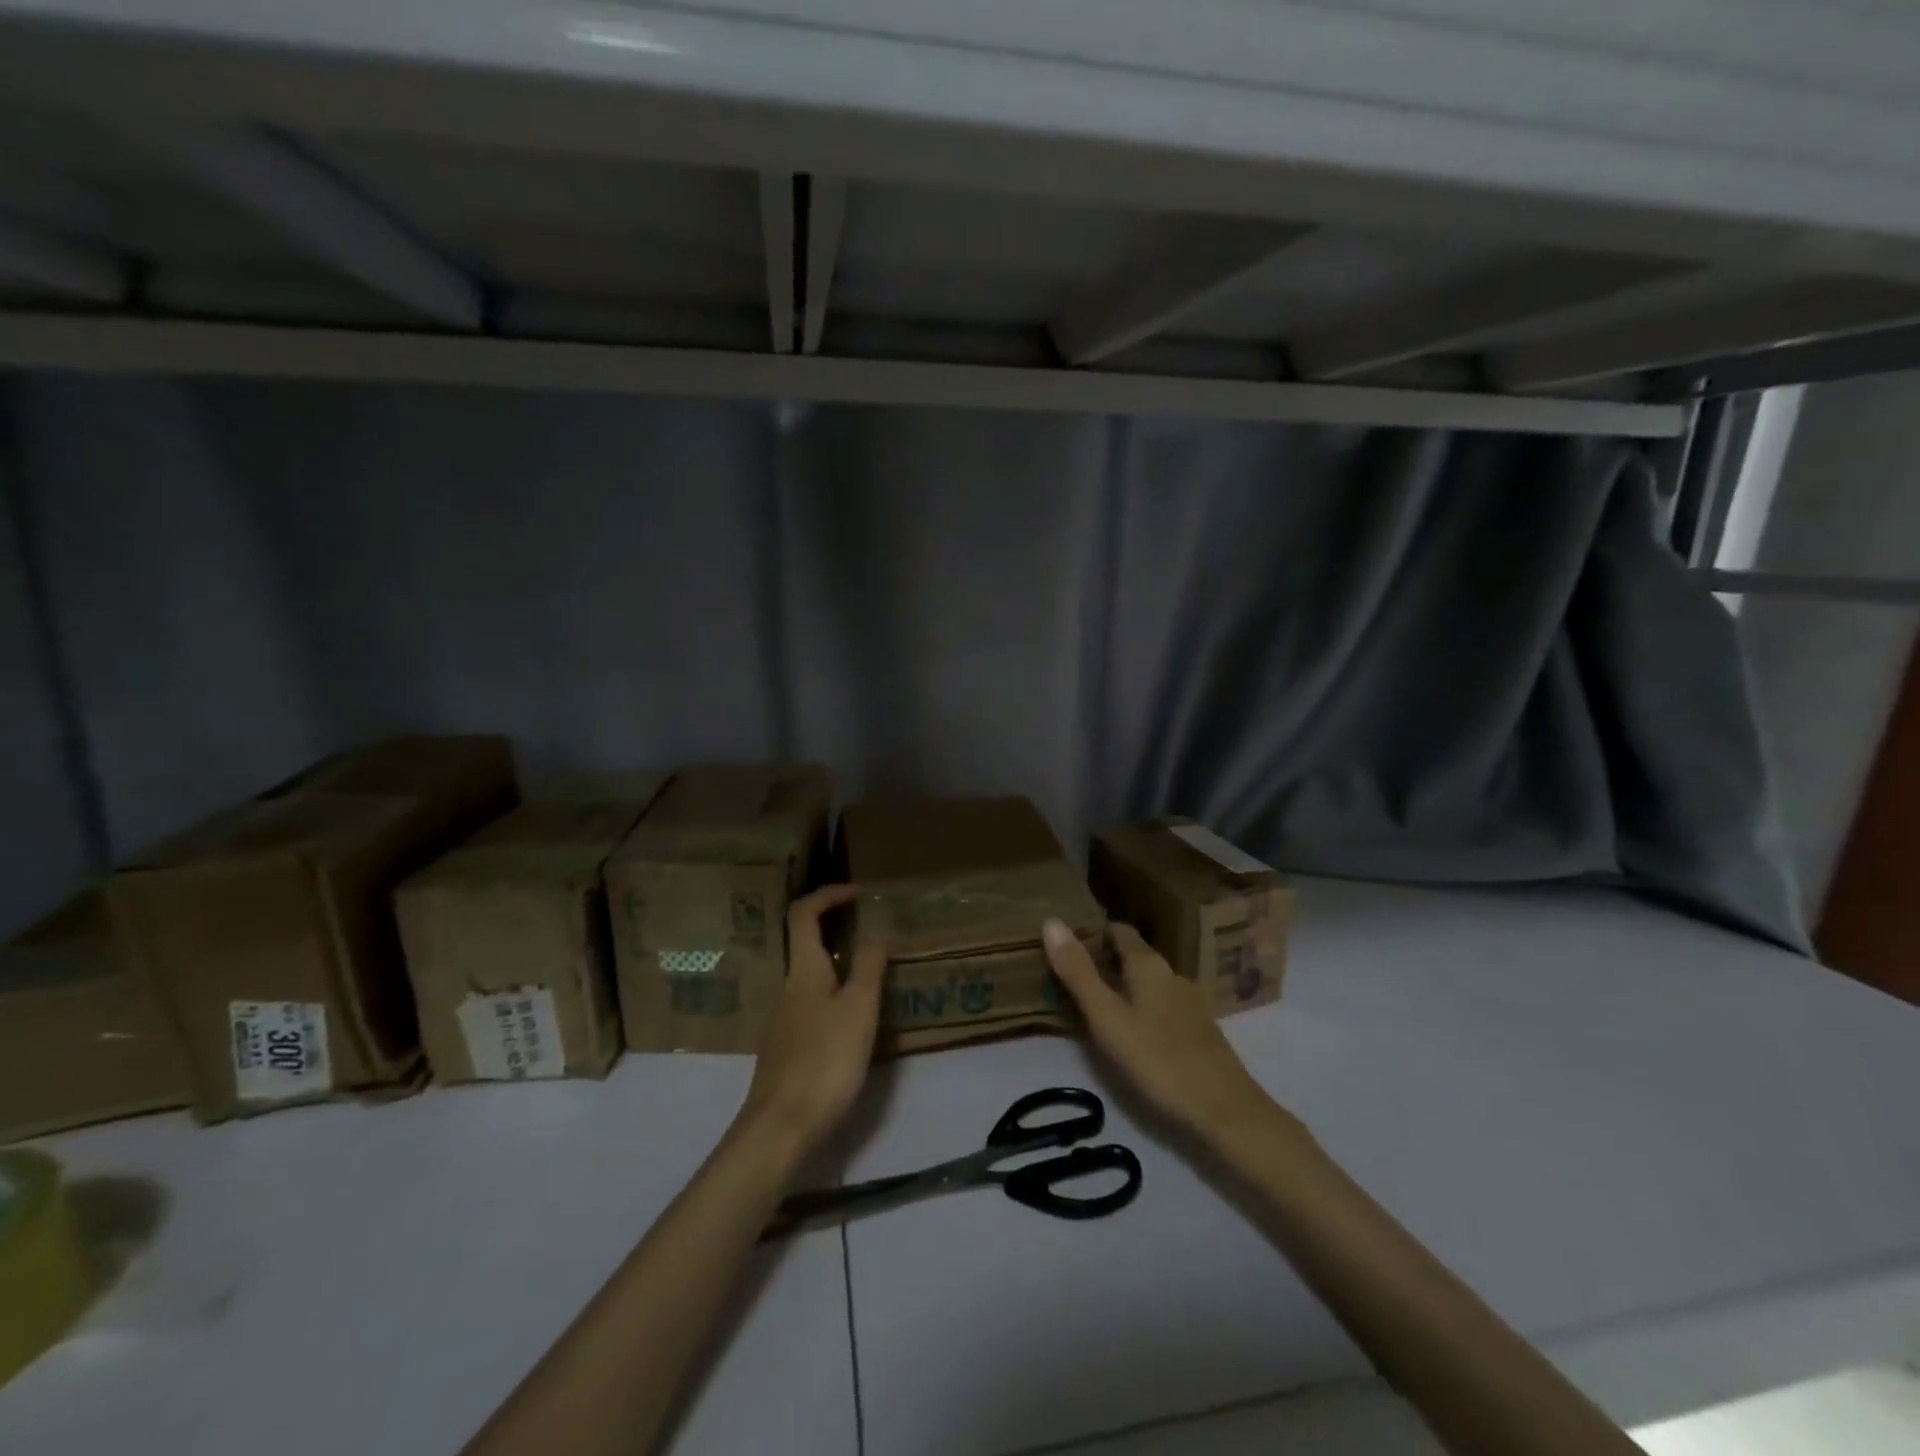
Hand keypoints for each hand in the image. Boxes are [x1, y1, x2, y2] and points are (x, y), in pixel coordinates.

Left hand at [740, 884, 886, 1153]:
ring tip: (873, 974)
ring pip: (811, 977)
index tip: (859, 893)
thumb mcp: (858, 1009)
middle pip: (805, 944)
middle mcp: (789, 989)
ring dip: (839, 964)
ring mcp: (784, 1021)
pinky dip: (835, 995)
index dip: (829, 894)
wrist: (780, 1130)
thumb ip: (868, 967)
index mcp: (804, 972)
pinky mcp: (787, 1050)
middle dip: (836, 928)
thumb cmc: (824, 1061)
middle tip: (872, 930)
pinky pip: (812, 1005)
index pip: (804, 914)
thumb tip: (876, 930)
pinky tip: (855, 1019)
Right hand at [1042, 919, 1279, 1145]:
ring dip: (1120, 985)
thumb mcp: (1107, 1017)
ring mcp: (1188, 1002)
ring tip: (1091, 1003)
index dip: (1091, 931)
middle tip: (1068, 974)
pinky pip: (1159, 1004)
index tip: (1063, 943)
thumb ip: (1078, 972)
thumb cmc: (1158, 1060)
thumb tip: (1051, 920)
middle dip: (1102, 959)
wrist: (1225, 1112)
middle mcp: (1171, 974)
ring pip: (1147, 981)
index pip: (1118, 930)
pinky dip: (1138, 1006)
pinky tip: (1127, 1030)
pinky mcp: (1197, 1030)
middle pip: (1133, 954)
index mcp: (1149, 965)